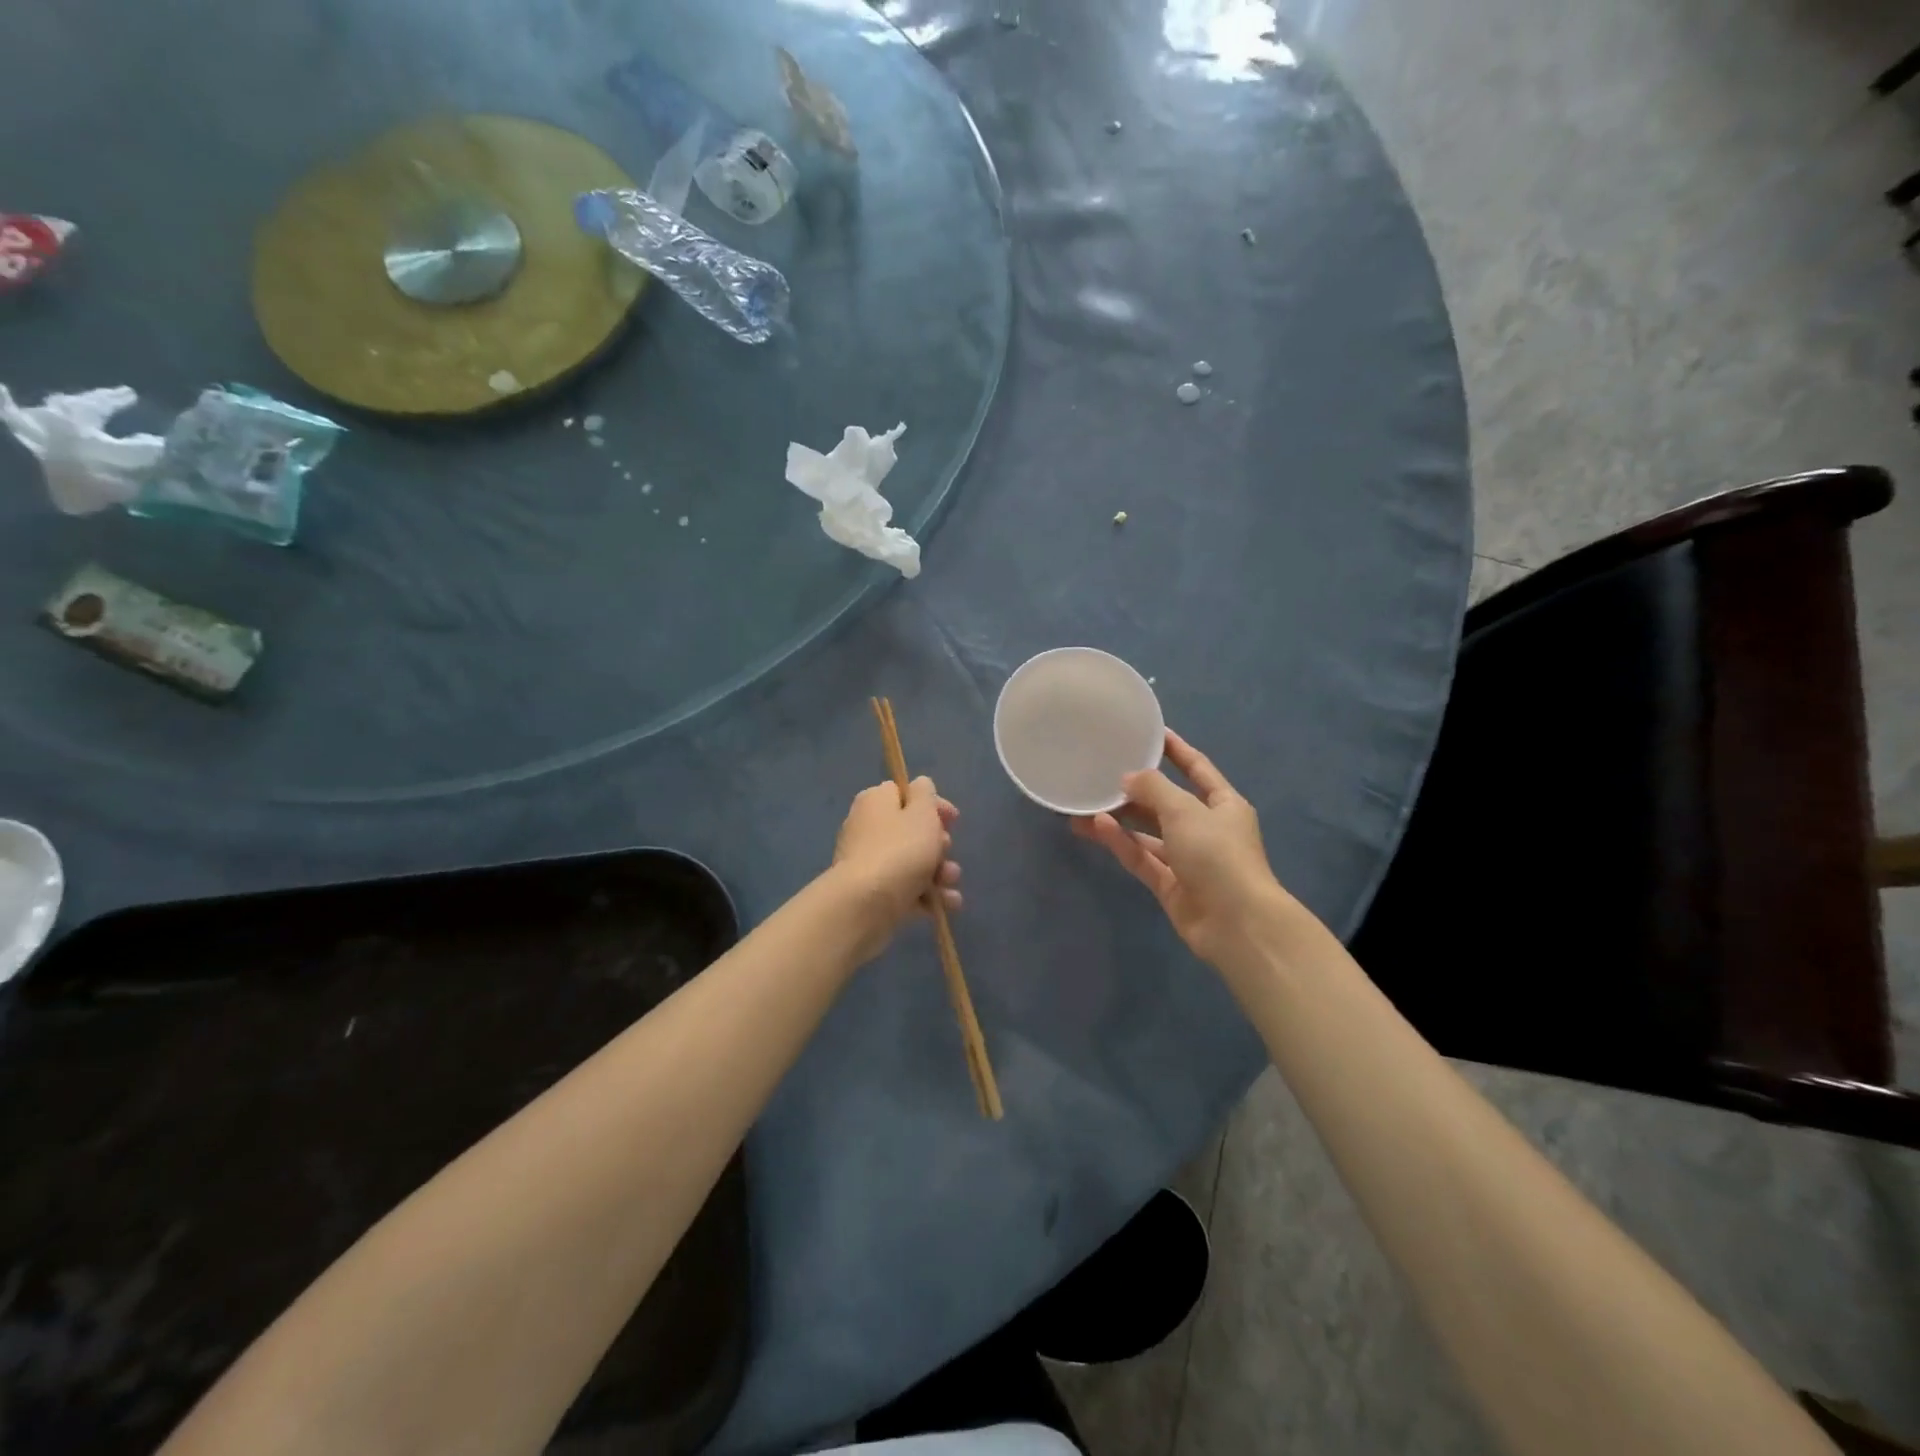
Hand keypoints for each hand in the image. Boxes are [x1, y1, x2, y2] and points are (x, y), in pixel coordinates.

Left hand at [832, 777, 961, 956]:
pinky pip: (907, 889)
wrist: (866, 904)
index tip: (953, 820)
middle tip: (945, 850)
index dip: (933, 805)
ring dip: (940, 872)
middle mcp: (868, 828)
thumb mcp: (922, 812)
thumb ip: (925, 794)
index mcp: (876, 802)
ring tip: (949, 882)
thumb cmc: (900, 850)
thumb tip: (920, 785)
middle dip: (938, 844)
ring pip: (913, 862)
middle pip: (911, 830)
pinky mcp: (874, 894)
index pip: (906, 793)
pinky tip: (947, 904)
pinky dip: (928, 896)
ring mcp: (870, 863)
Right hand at [1073, 729, 1290, 966]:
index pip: (1197, 768)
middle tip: (1102, 774)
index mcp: (1224, 805)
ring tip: (1085, 804)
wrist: (1236, 924)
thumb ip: (1153, 788)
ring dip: (1120, 819)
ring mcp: (1188, 859)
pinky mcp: (1170, 885)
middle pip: (1167, 802)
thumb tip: (1127, 779)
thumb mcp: (1185, 810)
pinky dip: (1121, 843)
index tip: (1152, 733)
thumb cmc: (1218, 855)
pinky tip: (1096, 827)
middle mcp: (1206, 829)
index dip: (1176, 751)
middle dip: (1136, 790)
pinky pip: (1142, 857)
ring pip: (1148, 833)